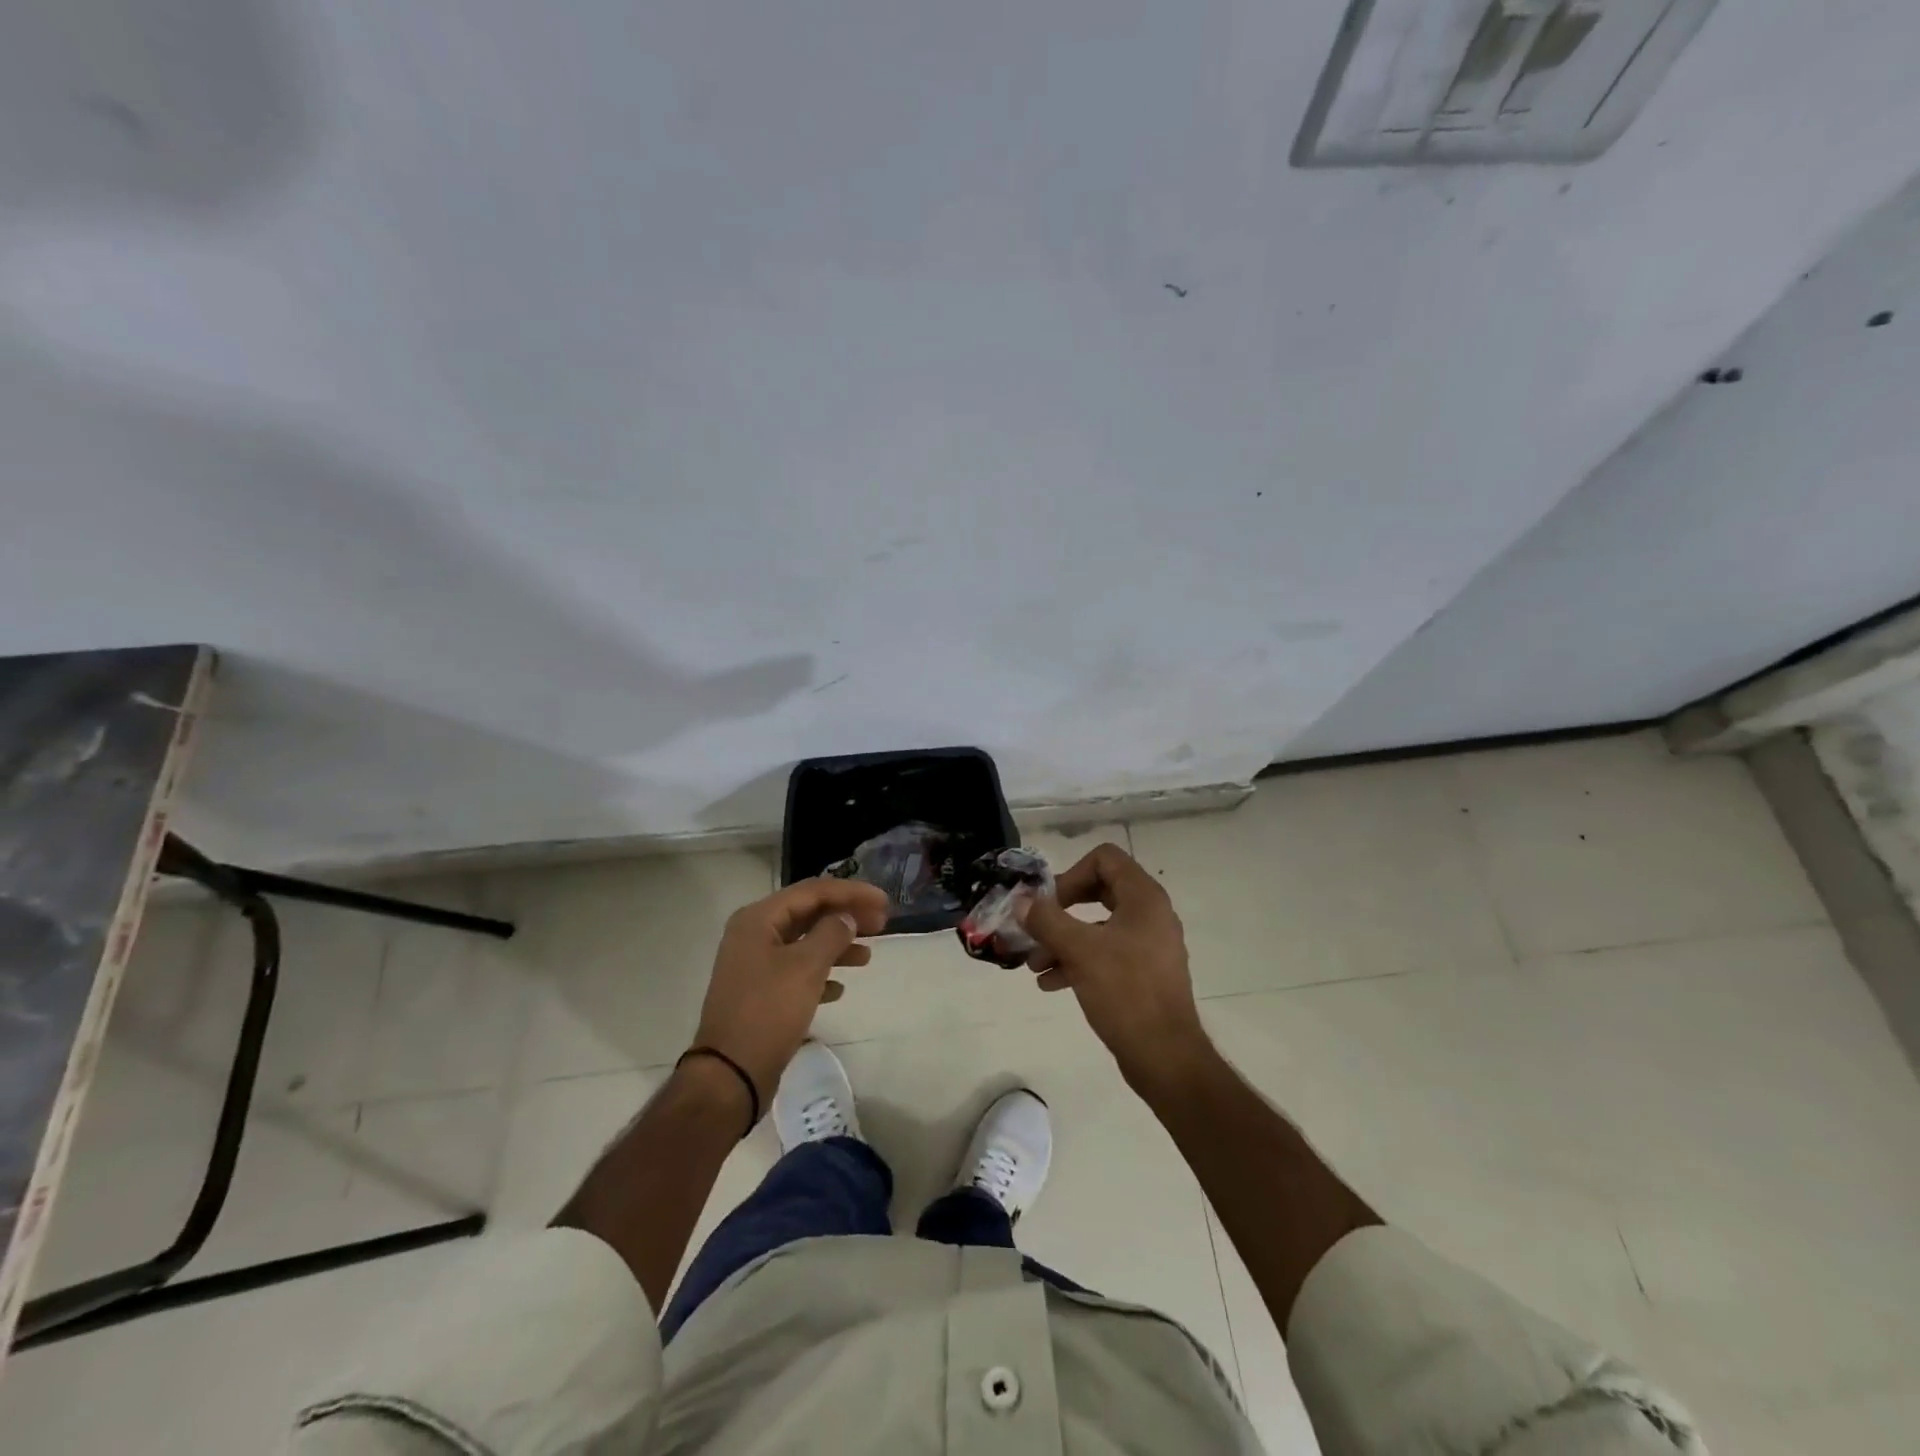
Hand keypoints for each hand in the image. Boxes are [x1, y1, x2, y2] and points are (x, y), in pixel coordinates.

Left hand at [692, 877, 889, 1106]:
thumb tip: (846, 918)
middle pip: (809, 914)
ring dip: (837, 945)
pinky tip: (840, 988)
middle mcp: (753, 935)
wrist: (730, 1075)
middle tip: (882, 924)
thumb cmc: (768, 1011)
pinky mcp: (760, 993)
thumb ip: (831, 934)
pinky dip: (821, 973)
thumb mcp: (806, 967)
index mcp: (758, 919)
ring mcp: (754, 965)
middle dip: (846, 917)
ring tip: (867, 957)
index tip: (884, 902)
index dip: (851, 893)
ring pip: (804, 943)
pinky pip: (797, 971)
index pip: (812, 891)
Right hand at [1019, 843, 1211, 1087]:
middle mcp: (1150, 915)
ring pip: (1099, 927)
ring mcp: (1149, 945)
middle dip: (1062, 908)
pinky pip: (1106, 954)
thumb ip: (1046, 920)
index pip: (1104, 858)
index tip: (1050, 902)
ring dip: (1064, 939)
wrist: (1165, 1056)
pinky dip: (1078, 961)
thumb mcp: (1079, 951)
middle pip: (1099, 890)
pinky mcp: (1143, 973)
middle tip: (1037, 924)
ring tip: (1035, 963)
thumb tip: (1021, 900)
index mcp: (1143, 898)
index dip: (1072, 873)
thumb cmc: (1125, 992)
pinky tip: (1051, 983)